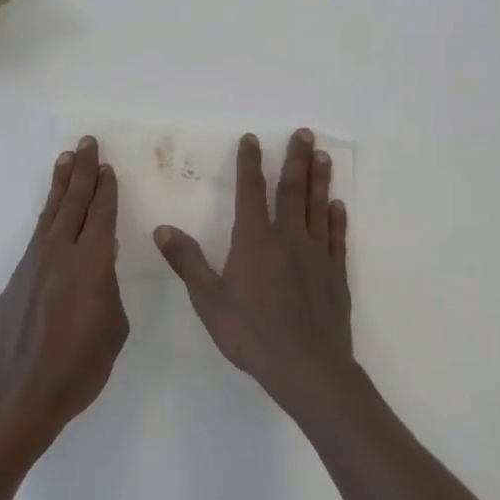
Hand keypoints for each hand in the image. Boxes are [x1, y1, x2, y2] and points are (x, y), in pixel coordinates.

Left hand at [0, 137, 129, 469]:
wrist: (15, 396)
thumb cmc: (76, 369)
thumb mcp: (112, 330)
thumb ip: (109, 289)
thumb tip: (103, 262)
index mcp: (90, 263)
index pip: (100, 215)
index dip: (105, 189)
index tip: (107, 166)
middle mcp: (59, 254)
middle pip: (72, 202)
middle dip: (82, 171)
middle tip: (86, 143)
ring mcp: (32, 265)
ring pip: (49, 214)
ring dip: (60, 185)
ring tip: (65, 160)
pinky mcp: (16, 280)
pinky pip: (37, 236)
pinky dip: (47, 216)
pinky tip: (50, 214)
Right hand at [154, 129, 355, 417]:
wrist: (307, 366)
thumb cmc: (251, 333)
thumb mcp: (208, 300)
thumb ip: (187, 261)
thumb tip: (162, 229)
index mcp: (254, 240)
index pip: (250, 191)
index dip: (250, 163)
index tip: (252, 139)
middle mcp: (288, 237)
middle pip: (292, 189)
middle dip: (295, 159)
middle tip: (304, 133)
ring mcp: (316, 254)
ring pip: (317, 206)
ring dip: (320, 179)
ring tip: (323, 156)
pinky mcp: (335, 273)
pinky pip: (336, 237)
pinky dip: (336, 218)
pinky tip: (337, 206)